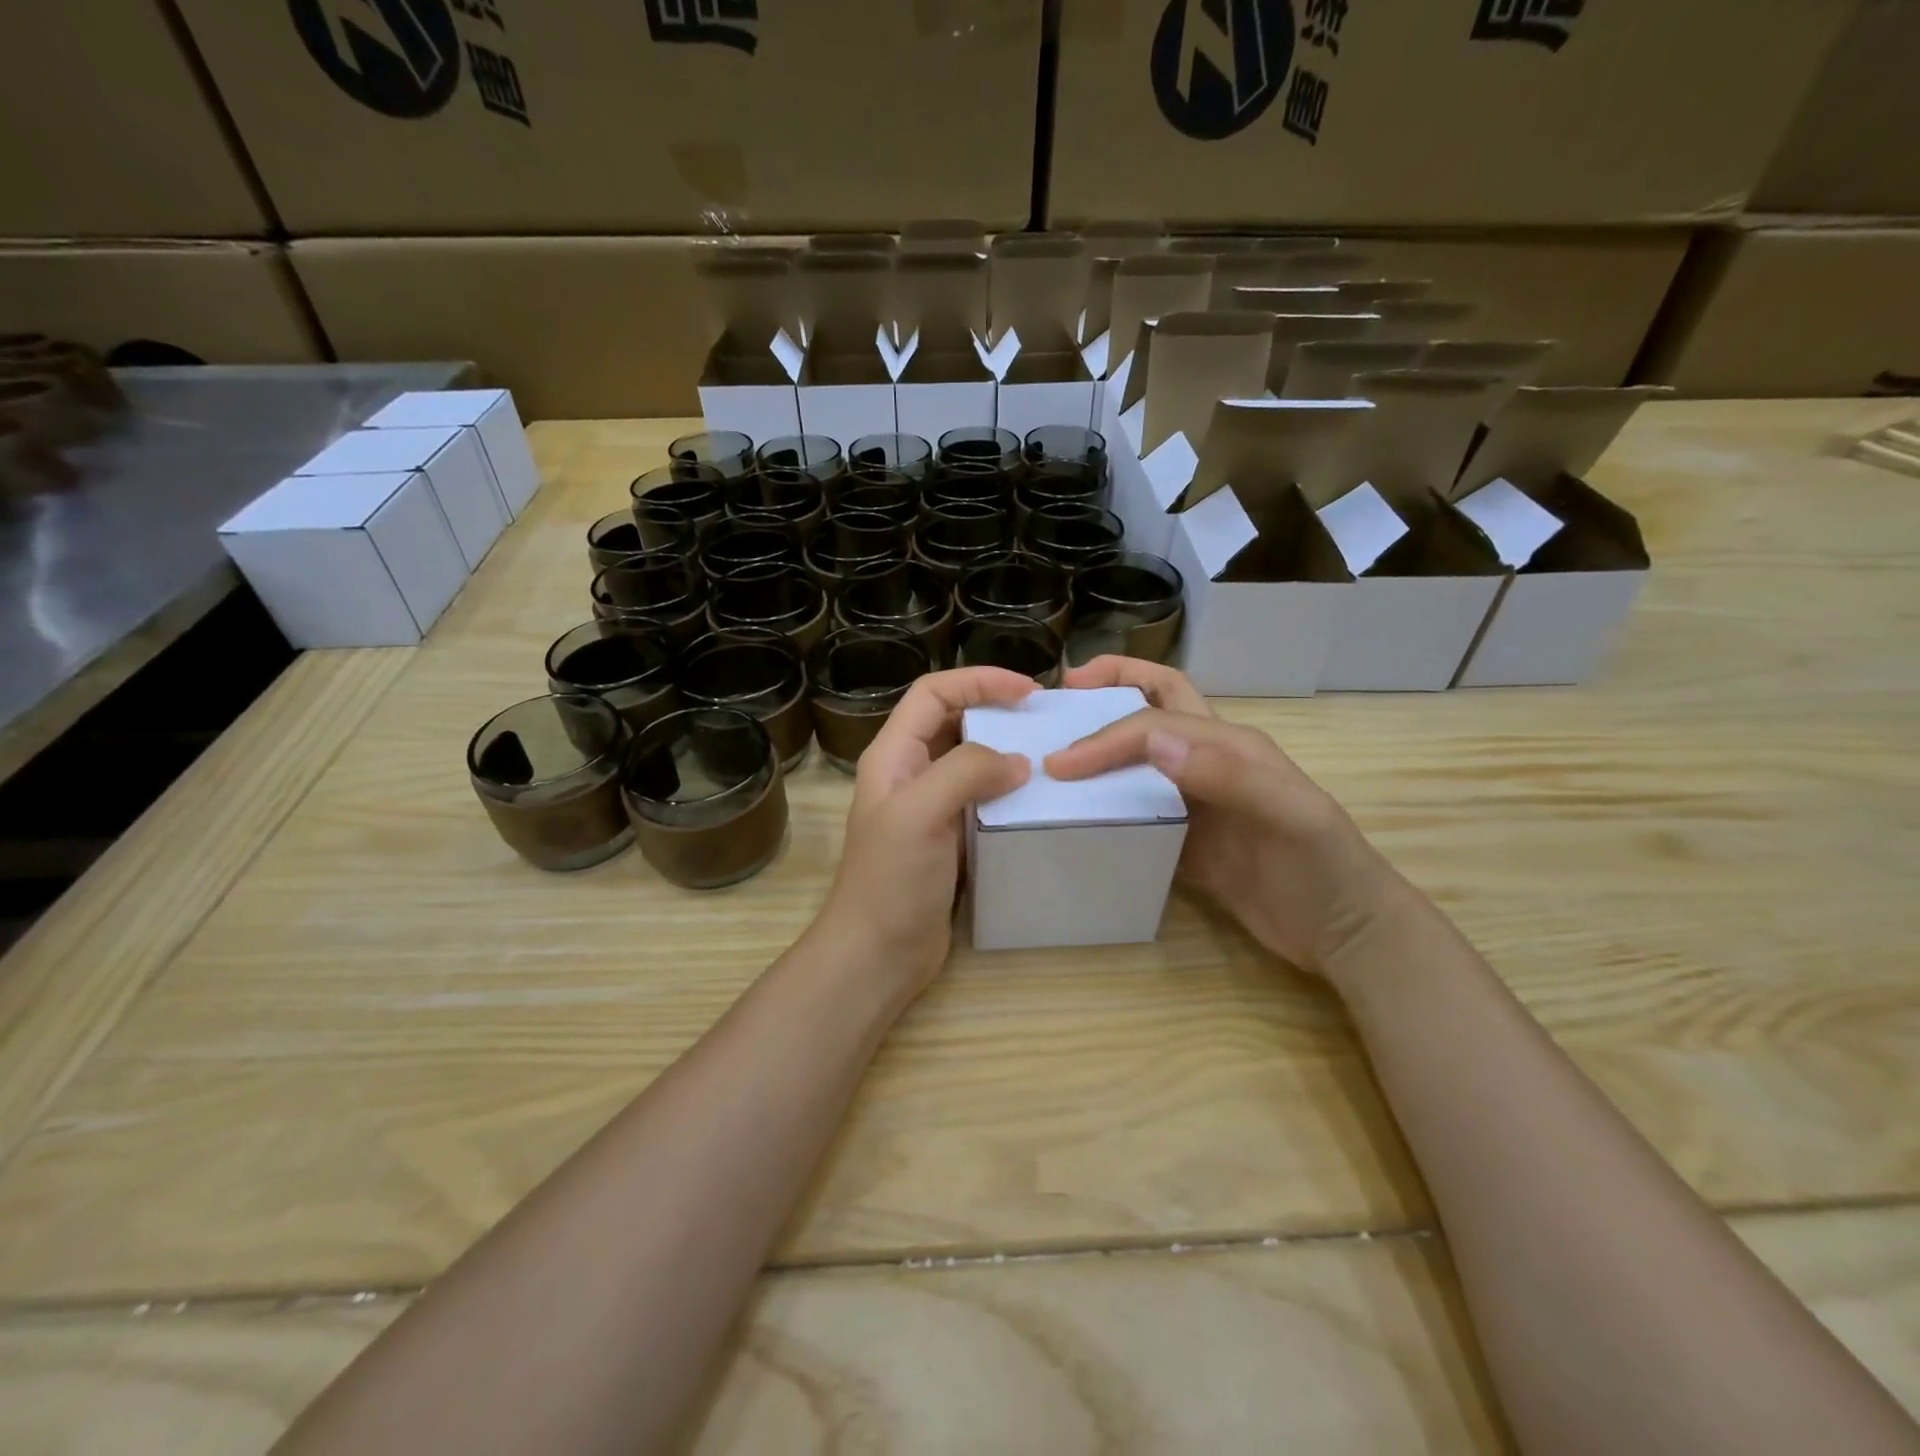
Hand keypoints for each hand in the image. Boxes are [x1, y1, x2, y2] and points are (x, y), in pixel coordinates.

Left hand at [813, 666, 1035, 999]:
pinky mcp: (950, 839)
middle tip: (1044, 719)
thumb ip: (966, 772)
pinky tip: (1036, 801)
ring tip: (1049, 756)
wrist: (878, 954)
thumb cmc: (891, 880)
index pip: (934, 693)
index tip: (1028, 690)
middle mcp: (910, 774)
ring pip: (971, 762)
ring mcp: (930, 808)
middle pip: (953, 721)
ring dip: (1006, 753)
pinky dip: (1008, 792)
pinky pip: (982, 800)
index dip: (978, 681)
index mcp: (894, 755)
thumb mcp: (921, 812)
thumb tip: (1018, 762)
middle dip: (996, 711)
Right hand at [1044, 657, 1405, 978]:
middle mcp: (1208, 761)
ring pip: (1140, 755)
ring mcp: (1196, 799)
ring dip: (1103, 745)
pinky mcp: (1186, 838)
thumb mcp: (1291, 817)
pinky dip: (1107, 802)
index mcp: (1230, 745)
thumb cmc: (1325, 868)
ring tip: (1058, 753)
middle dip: (1111, 685)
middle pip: (1155, 703)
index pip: (1154, 724)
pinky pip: (1138, 809)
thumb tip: (1154, 742)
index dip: (1107, 736)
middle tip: (1062, 696)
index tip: (1061, 763)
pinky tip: (1081, 814)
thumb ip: (1227, 776)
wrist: (1343, 933)